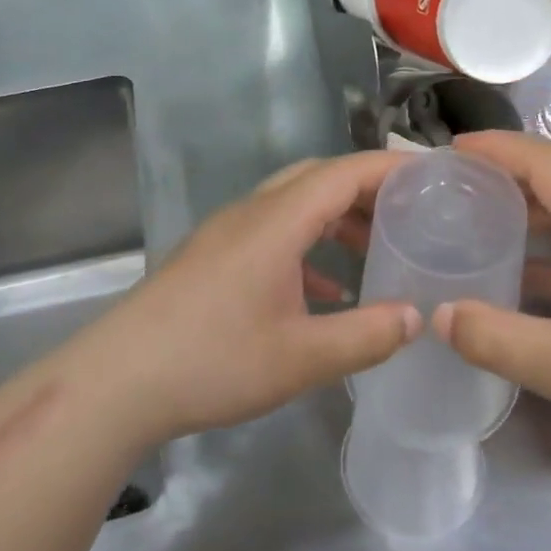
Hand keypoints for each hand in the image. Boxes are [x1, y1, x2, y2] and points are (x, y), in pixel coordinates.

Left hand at [69, 150, 419, 448]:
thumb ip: (365, 336)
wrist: (116, 382)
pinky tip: (325, 291)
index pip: (343, 172)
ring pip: (293, 207)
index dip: (390, 168)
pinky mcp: (211, 258)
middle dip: (367, 190)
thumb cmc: (212, 361)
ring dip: (336, 219)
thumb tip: (416, 317)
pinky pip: (271, 235)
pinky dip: (307, 248)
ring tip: (376, 249)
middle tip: (411, 213)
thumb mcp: (301, 357)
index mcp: (276, 222)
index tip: (434, 176)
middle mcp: (251, 214)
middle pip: (318, 179)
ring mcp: (226, 235)